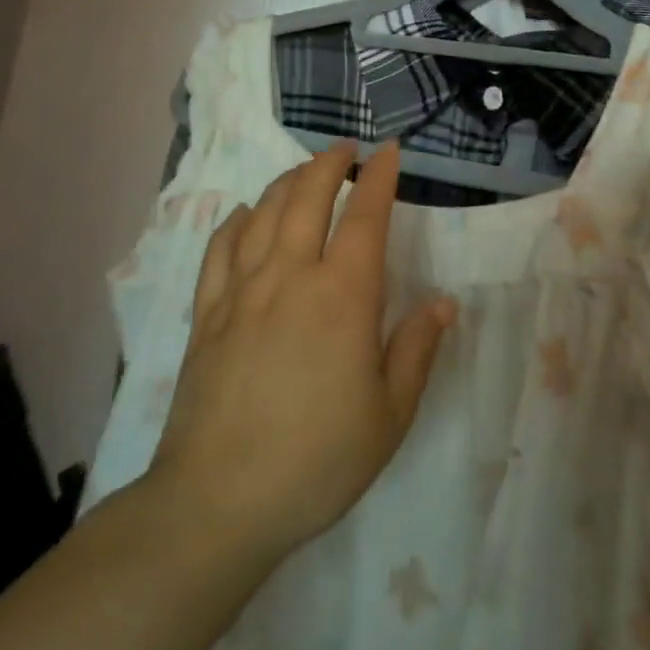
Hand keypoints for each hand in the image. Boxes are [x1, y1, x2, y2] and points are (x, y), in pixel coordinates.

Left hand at [149, 142, 456, 562]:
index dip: (380, 177)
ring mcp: (242, 290)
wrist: (219, 500)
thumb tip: (442, 303)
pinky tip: (246, 214)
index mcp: (342, 296)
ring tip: (304, 171)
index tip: (389, 150)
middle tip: (344, 149)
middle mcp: (290, 276)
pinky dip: (237, 220)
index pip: (366, 216)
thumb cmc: (317, 459)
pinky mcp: (207, 313)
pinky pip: (220, 248)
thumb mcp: (389, 415)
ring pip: (265, 213)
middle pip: (308, 197)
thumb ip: (416, 350)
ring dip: (288, 182)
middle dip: (329, 163)